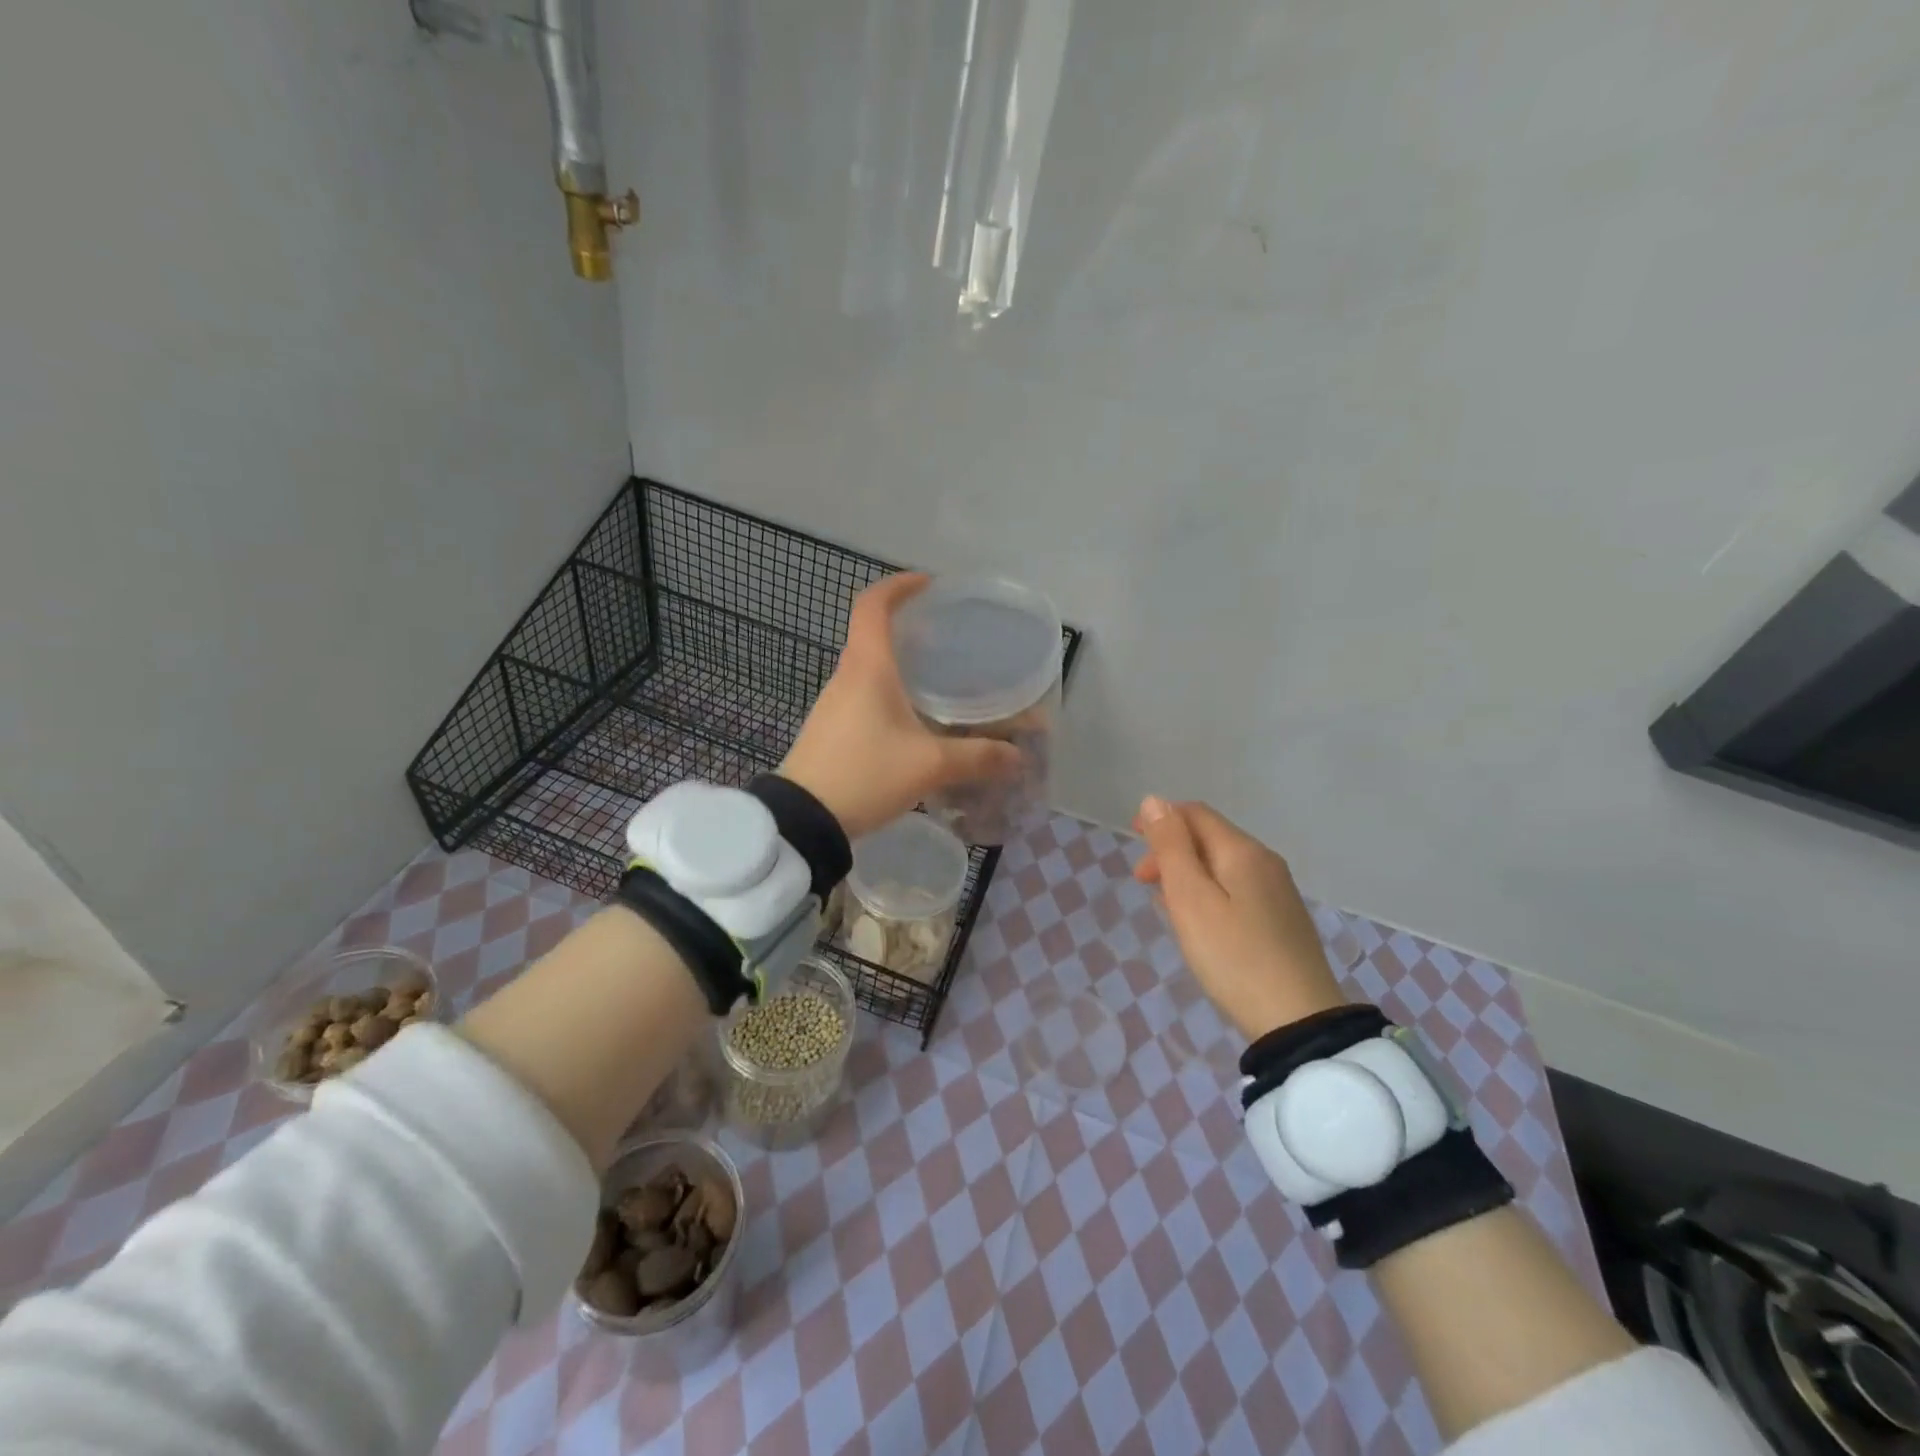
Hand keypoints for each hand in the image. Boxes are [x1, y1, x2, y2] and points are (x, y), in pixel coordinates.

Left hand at [780, 574, 1019, 839]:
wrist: (802, 820)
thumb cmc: (865, 774)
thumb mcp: (929, 765)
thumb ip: (977, 757)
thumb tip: (1016, 755)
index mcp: (867, 667)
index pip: (873, 605)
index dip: (899, 586)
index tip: (929, 586)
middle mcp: (846, 677)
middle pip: (872, 633)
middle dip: (908, 627)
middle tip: (946, 637)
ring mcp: (833, 704)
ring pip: (868, 667)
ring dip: (898, 662)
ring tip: (936, 677)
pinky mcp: (830, 729)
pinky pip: (862, 695)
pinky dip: (888, 691)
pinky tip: (912, 719)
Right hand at [1133, 797, 1345, 1039]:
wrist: (1297, 1020)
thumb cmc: (1232, 955)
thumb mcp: (1190, 898)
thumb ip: (1171, 847)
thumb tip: (1154, 801)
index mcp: (1242, 851)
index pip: (1196, 813)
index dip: (1161, 818)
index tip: (1132, 840)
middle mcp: (1265, 861)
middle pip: (1210, 837)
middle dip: (1171, 849)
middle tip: (1142, 882)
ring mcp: (1278, 891)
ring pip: (1222, 865)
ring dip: (1187, 872)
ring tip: (1163, 903)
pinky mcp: (1282, 919)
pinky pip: (1236, 888)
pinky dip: (1208, 892)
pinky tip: (1198, 921)